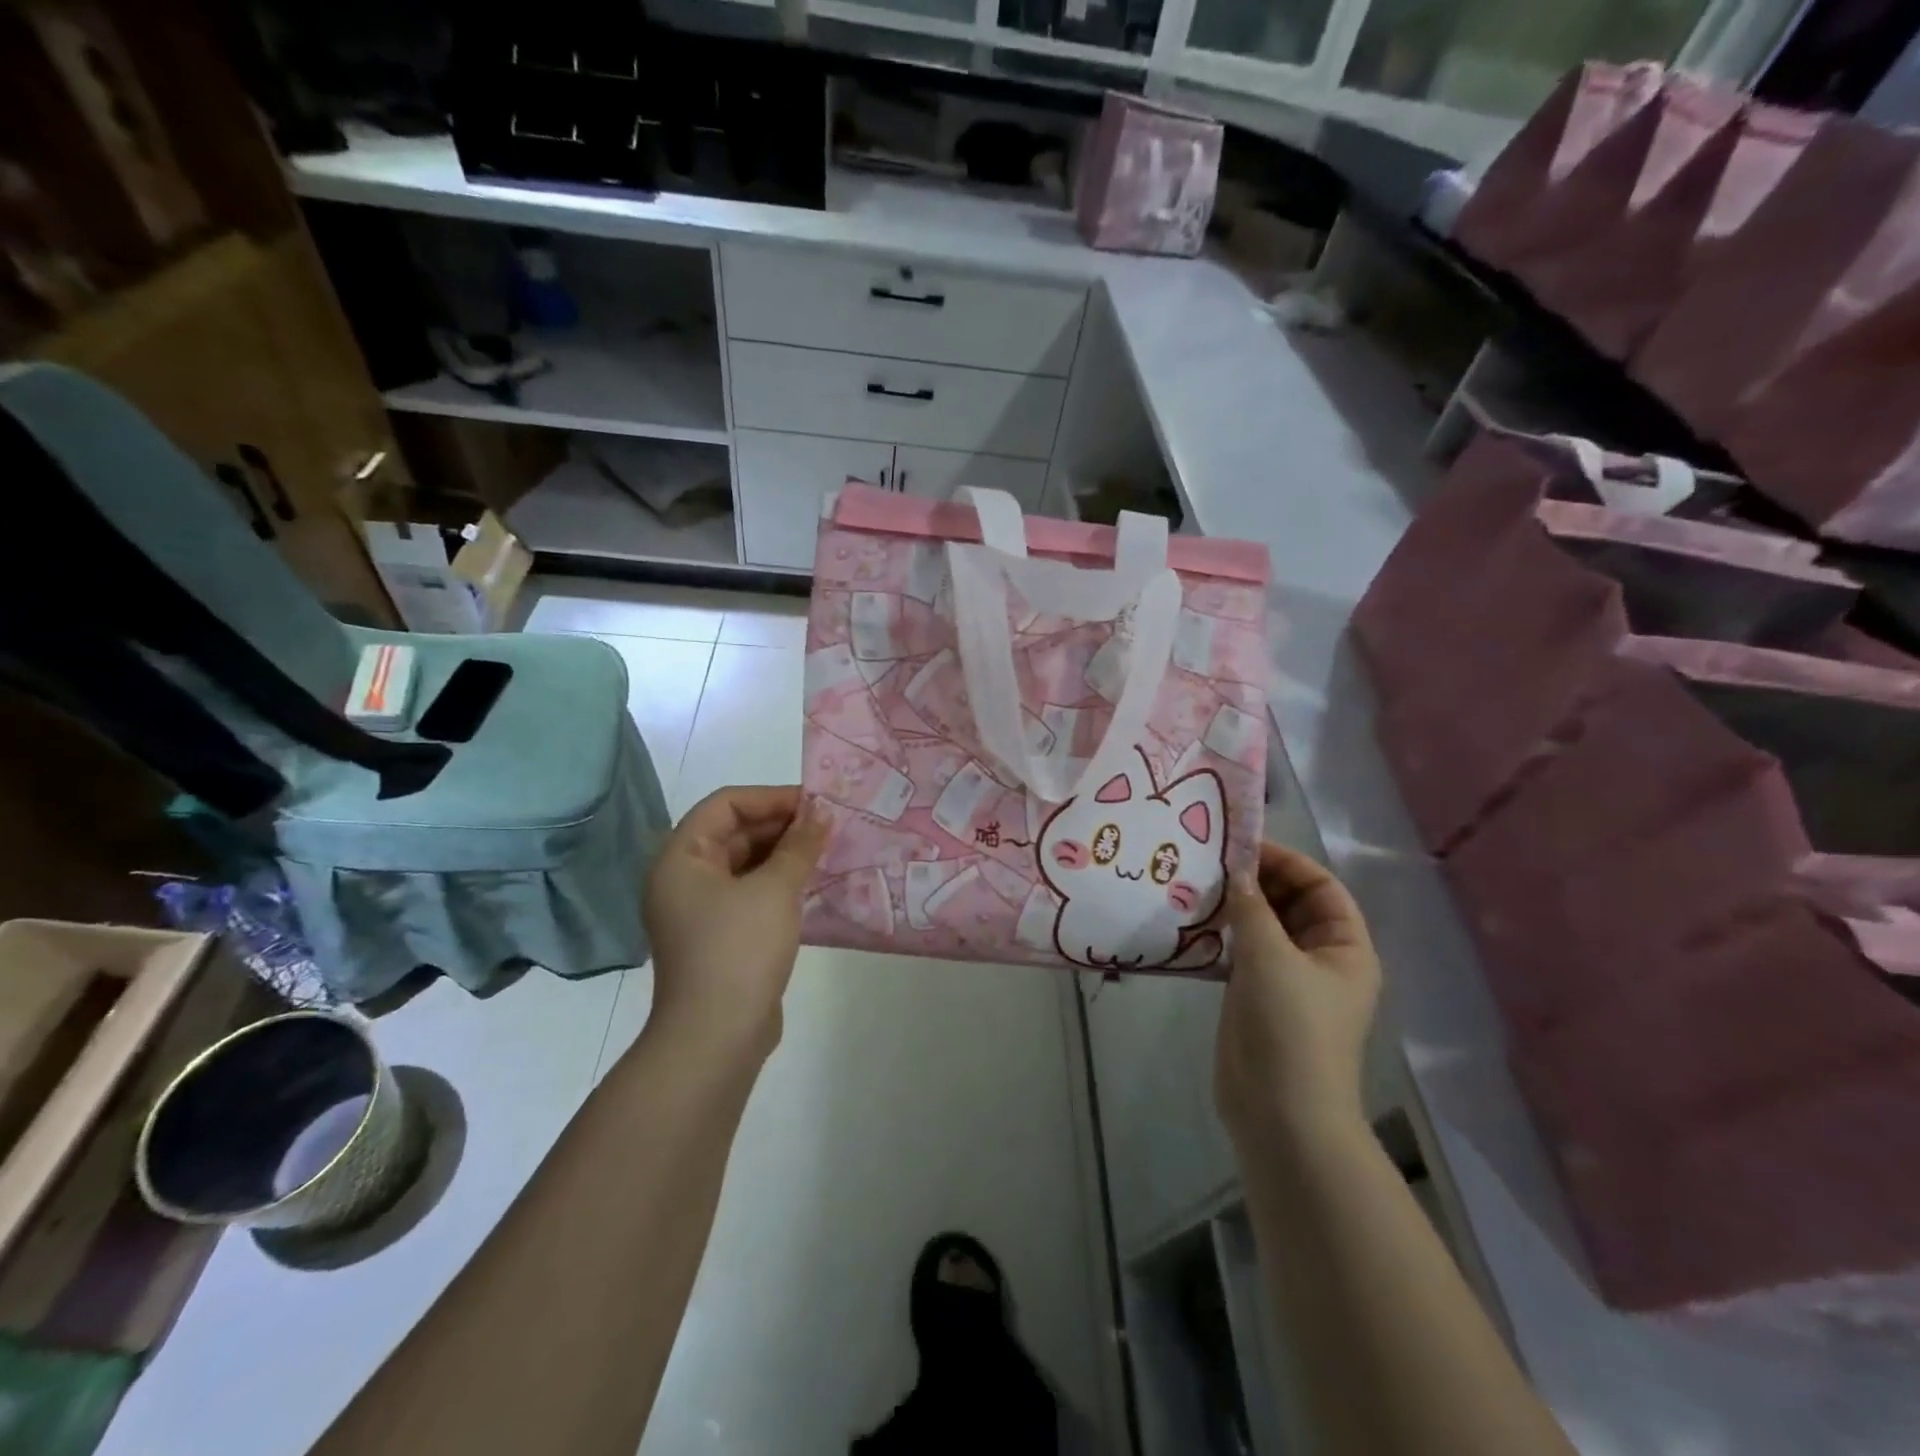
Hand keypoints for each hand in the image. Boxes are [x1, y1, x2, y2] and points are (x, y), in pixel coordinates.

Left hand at [642, 785, 827, 1062]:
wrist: (716, 1037)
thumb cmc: (740, 949)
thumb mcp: (775, 889)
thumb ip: (799, 845)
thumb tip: (821, 812)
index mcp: (681, 858)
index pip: (725, 805)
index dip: (771, 798)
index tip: (815, 804)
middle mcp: (683, 879)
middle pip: (733, 832)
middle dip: (781, 826)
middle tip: (828, 826)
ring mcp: (699, 910)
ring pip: (744, 864)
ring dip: (784, 855)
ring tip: (827, 851)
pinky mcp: (719, 936)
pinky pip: (750, 893)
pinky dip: (779, 883)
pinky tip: (814, 884)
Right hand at [1216, 842, 1380, 1147]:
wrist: (1279, 1112)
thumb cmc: (1290, 1027)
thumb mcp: (1271, 957)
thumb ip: (1251, 908)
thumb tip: (1235, 872)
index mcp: (1345, 948)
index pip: (1321, 887)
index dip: (1287, 862)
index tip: (1242, 845)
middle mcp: (1320, 959)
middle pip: (1291, 904)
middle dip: (1257, 880)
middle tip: (1211, 861)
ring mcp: (1287, 979)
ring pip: (1263, 927)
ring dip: (1235, 906)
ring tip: (1196, 882)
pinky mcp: (1256, 997)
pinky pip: (1241, 951)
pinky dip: (1221, 933)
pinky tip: (1192, 919)